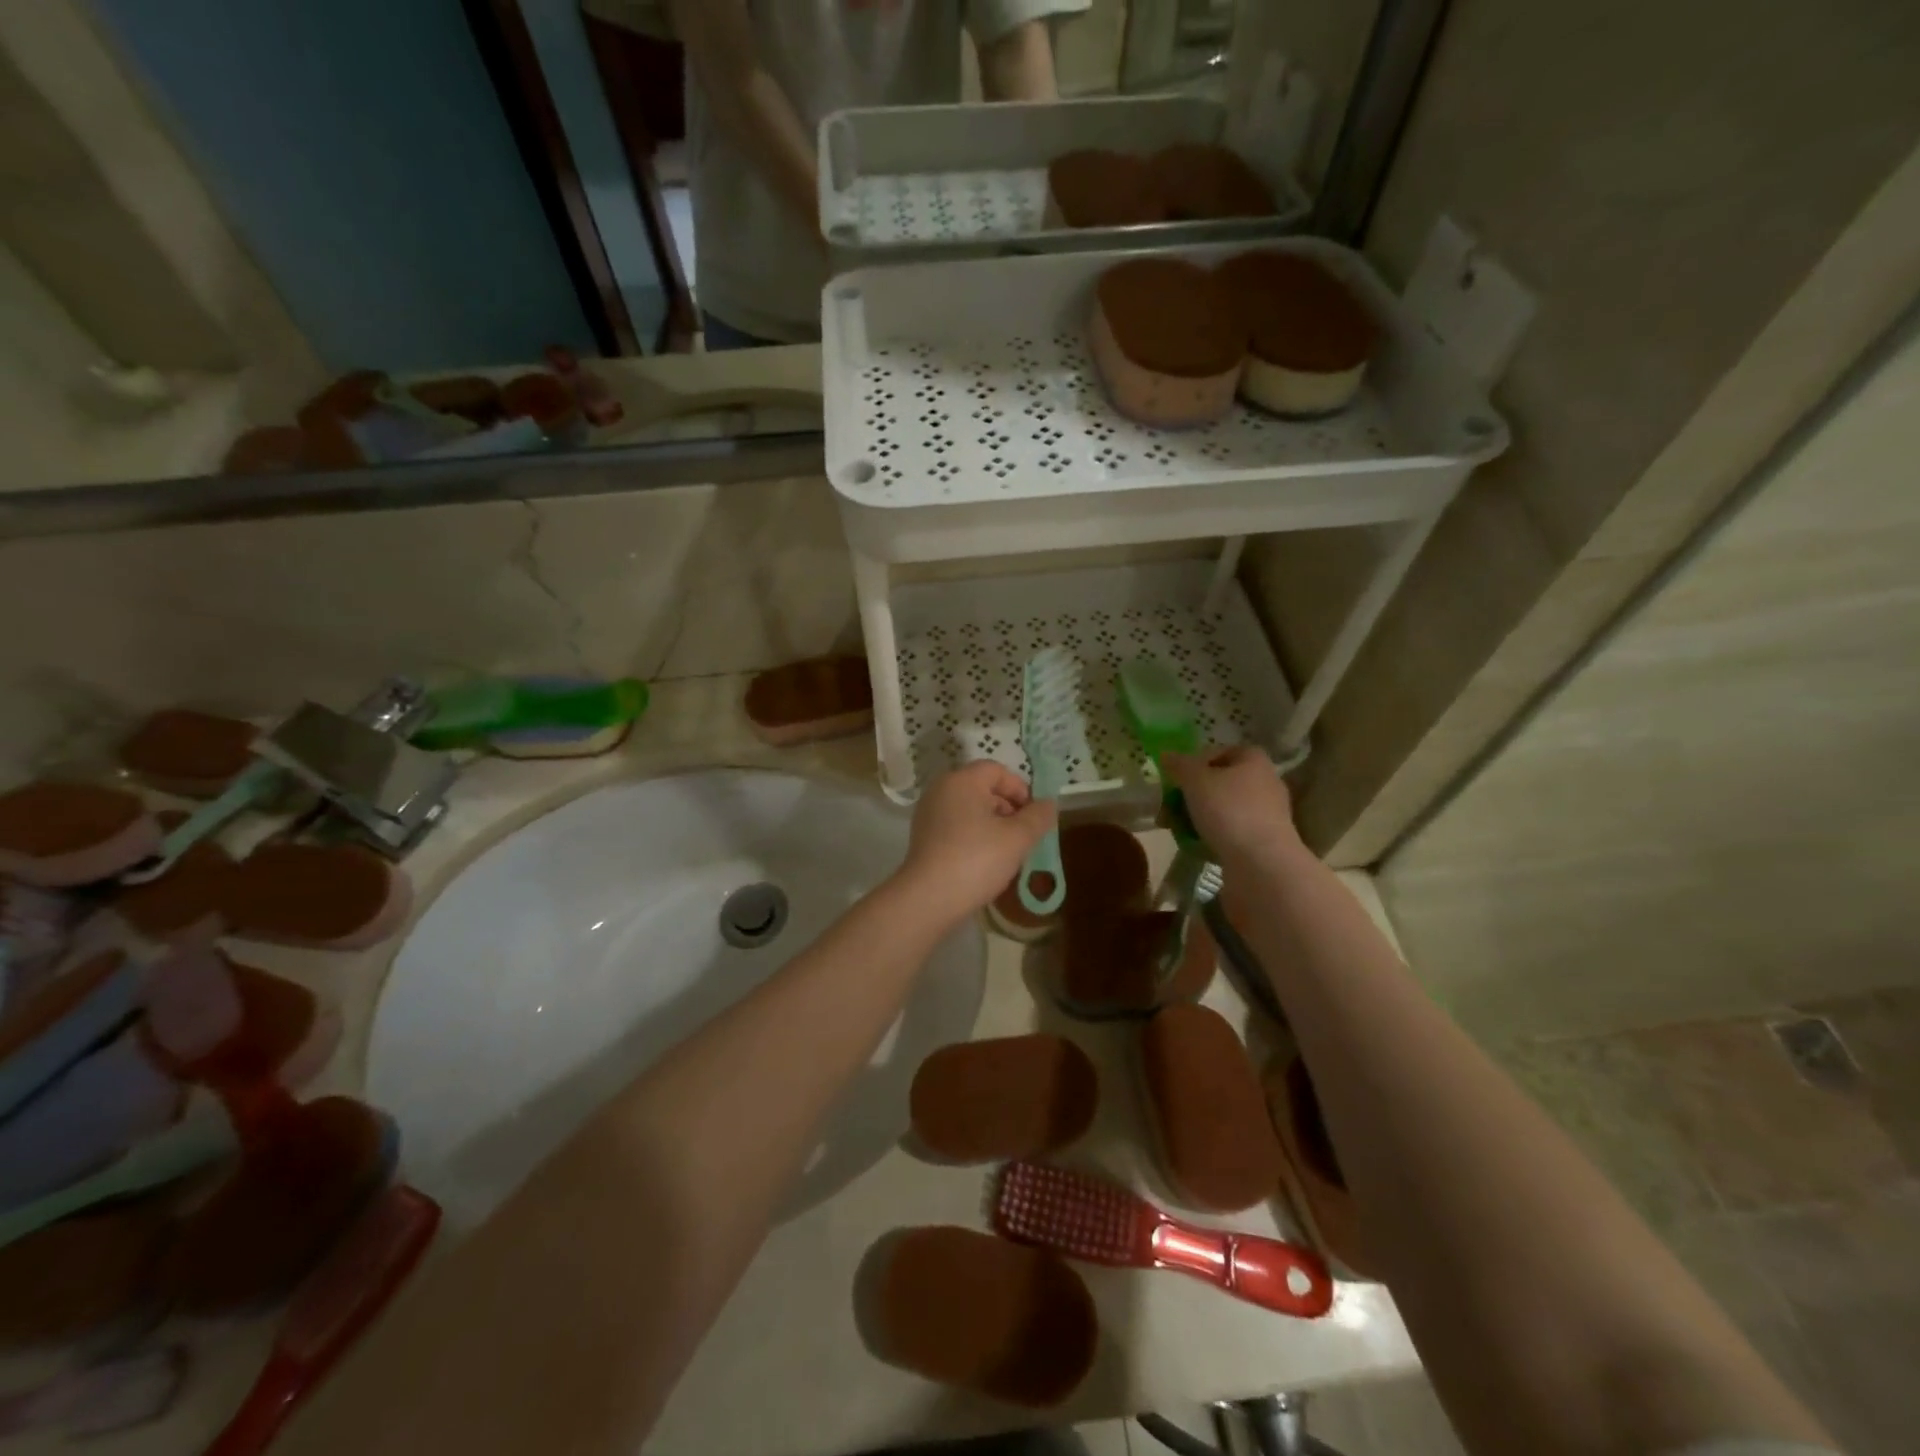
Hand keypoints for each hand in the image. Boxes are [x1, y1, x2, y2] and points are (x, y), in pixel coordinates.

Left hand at [894, 762, 1056, 925]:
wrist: (929, 898)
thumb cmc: (977, 859)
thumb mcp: (1018, 838)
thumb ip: (1038, 817)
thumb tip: (1049, 803)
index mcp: (961, 781)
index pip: (997, 770)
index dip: (1020, 789)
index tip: (1034, 816)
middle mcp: (941, 790)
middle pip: (982, 788)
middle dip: (1008, 808)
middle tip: (1024, 835)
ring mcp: (928, 814)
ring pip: (970, 809)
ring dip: (993, 824)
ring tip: (1008, 851)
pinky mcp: (923, 837)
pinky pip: (956, 826)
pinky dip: (974, 836)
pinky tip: (985, 861)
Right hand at [1163, 745, 1300, 864]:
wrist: (1261, 863)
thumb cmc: (1229, 810)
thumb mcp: (1195, 780)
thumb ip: (1179, 764)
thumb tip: (1167, 755)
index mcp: (1253, 760)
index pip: (1220, 751)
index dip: (1195, 762)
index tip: (1176, 778)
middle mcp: (1265, 782)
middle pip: (1219, 782)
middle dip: (1191, 794)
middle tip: (1168, 806)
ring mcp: (1266, 813)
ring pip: (1222, 808)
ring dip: (1197, 816)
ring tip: (1175, 828)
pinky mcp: (1263, 840)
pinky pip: (1230, 831)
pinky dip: (1212, 835)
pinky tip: (1194, 844)